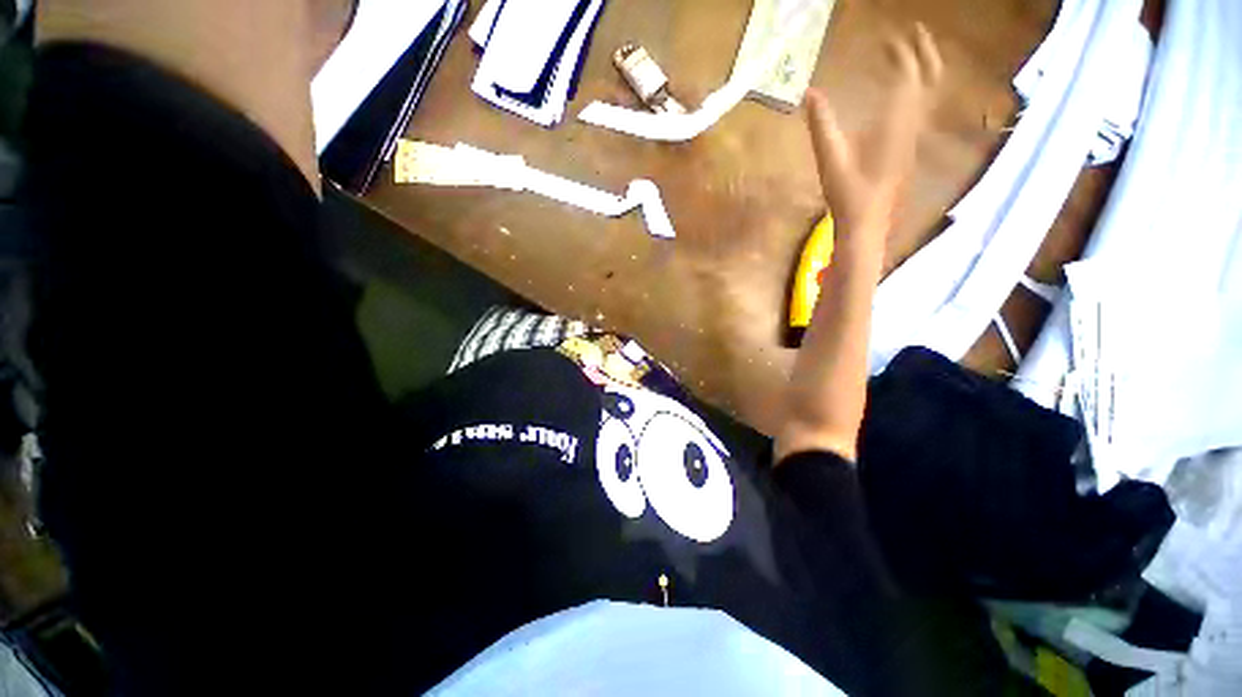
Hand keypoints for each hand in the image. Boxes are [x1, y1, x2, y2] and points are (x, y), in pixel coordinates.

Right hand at [805, 24, 943, 246]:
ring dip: (925, 69)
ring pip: (930, 93)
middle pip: (930, 79)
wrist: (867, 224)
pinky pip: (922, 109)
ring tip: (914, 54)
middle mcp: (912, 125)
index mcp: (896, 124)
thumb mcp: (831, 159)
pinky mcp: (908, 149)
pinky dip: (918, 90)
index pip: (908, 76)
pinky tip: (906, 93)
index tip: (891, 34)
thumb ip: (822, 125)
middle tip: (915, 32)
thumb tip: (810, 93)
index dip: (903, 52)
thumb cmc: (849, 194)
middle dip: (925, 52)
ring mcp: (914, 138)